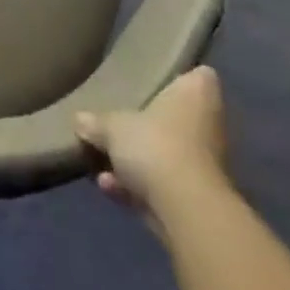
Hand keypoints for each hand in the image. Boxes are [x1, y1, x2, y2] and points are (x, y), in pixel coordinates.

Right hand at [76, 66, 229, 226]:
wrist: (188, 213)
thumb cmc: (156, 145)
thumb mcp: (112, 126)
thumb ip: (96, 122)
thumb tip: (80, 120)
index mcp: (196, 94)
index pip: (200, 76)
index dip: (180, 78)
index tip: (156, 80)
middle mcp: (208, 126)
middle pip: (177, 118)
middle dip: (148, 126)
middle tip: (117, 123)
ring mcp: (206, 166)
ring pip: (167, 155)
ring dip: (136, 162)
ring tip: (101, 164)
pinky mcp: (198, 201)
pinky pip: (163, 186)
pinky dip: (139, 188)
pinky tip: (109, 188)